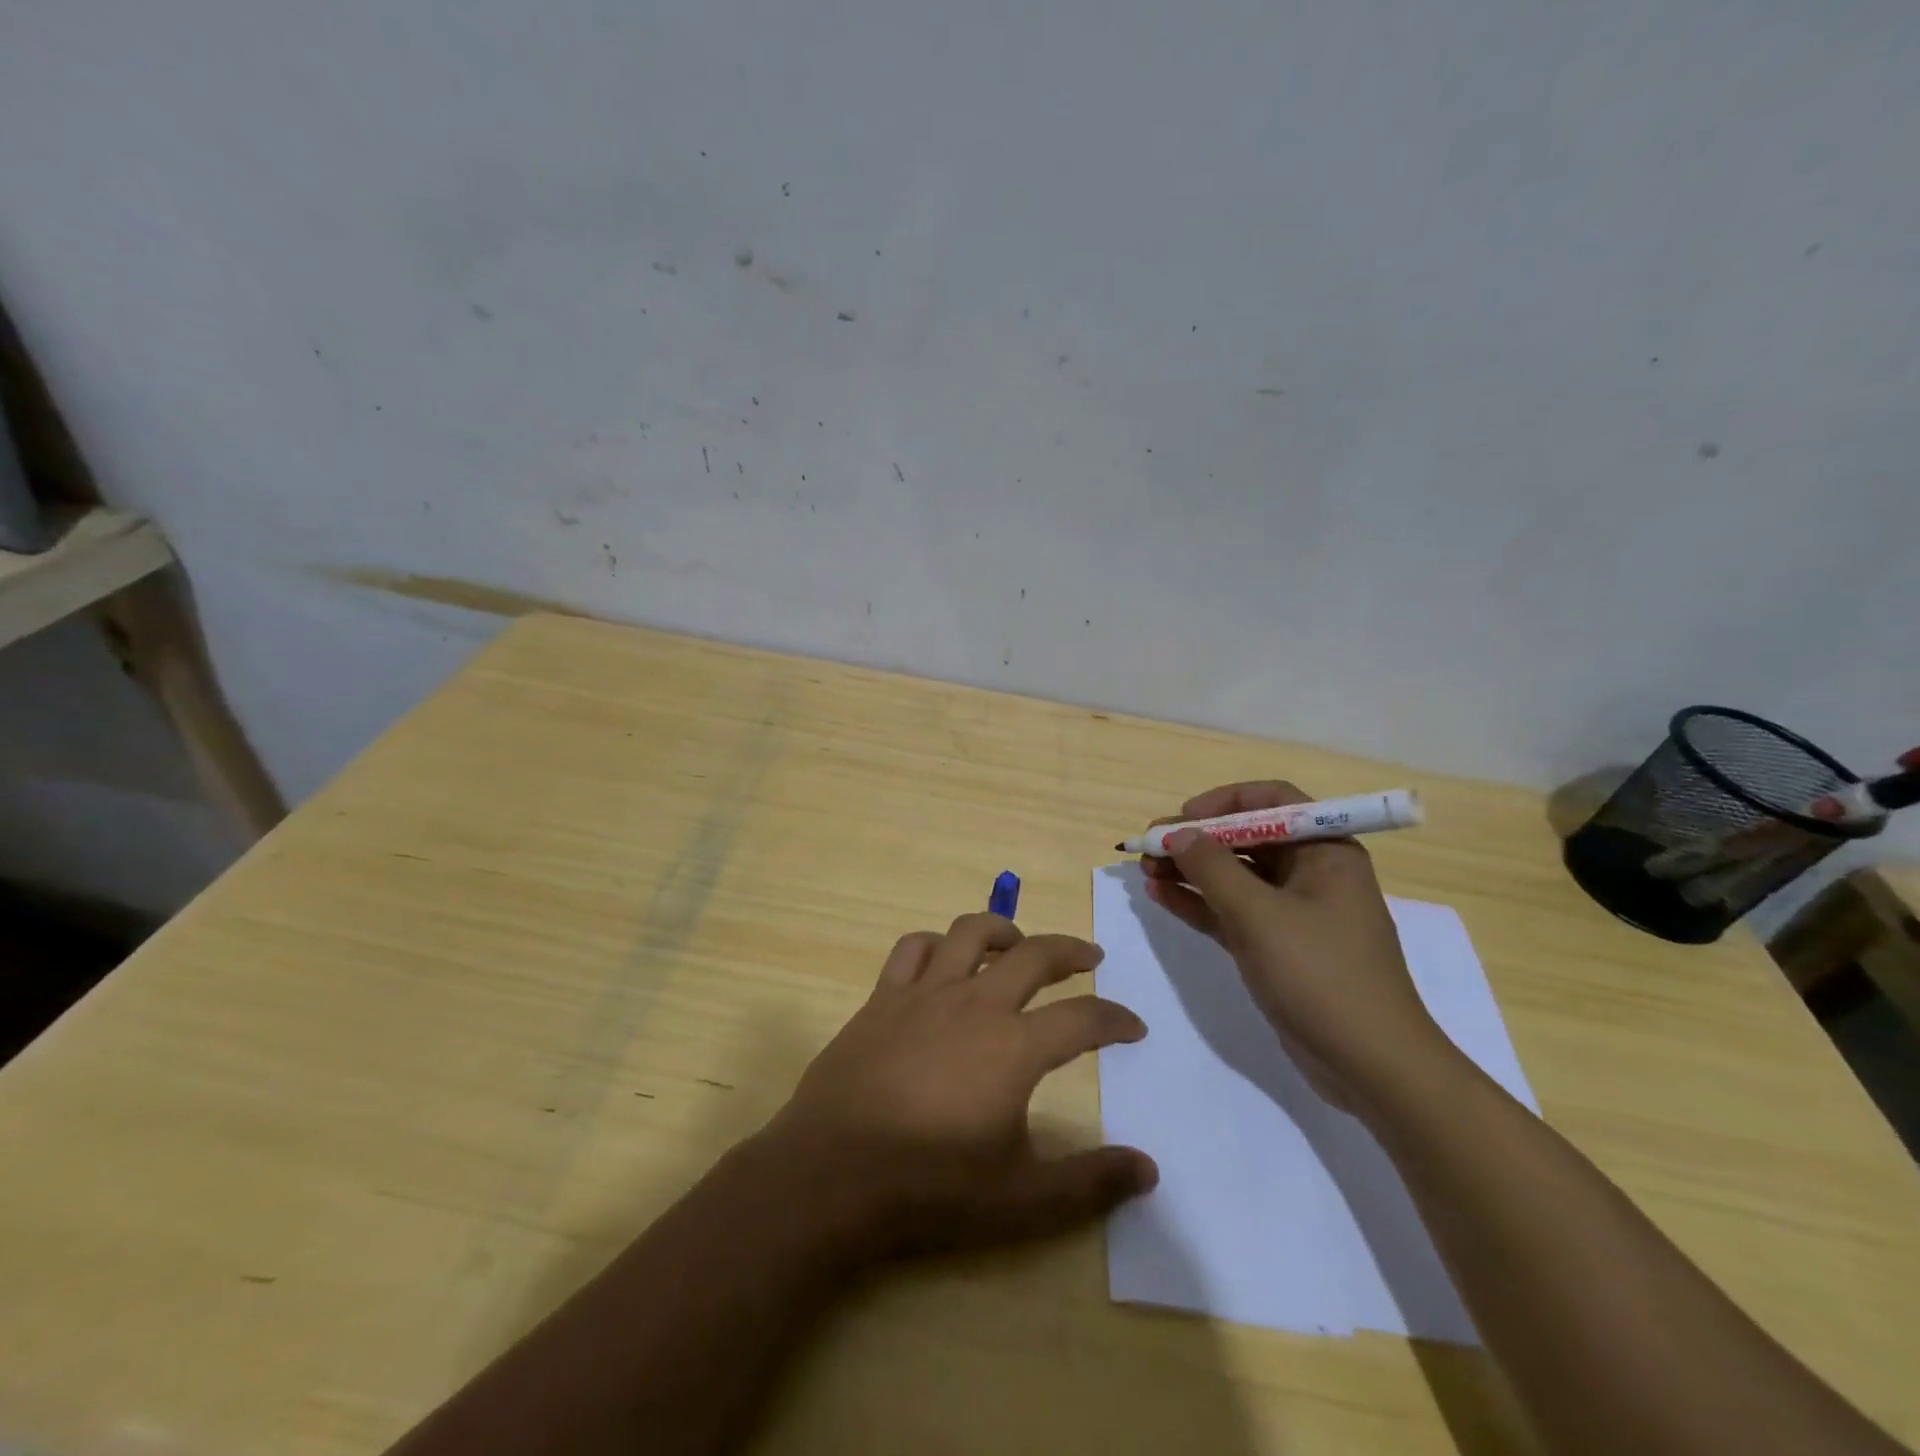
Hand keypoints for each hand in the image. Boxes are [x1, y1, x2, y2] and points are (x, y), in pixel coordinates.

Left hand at [764, 914, 1157, 1259]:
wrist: (834, 1173)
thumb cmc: (931, 1185)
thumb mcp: (1022, 1199)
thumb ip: (1089, 1182)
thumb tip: (1148, 1168)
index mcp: (1015, 1046)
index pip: (1083, 1018)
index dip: (1115, 1018)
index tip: (1133, 1026)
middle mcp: (975, 1003)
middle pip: (1035, 955)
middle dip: (1070, 951)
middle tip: (1090, 956)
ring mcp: (925, 993)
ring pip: (971, 933)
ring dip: (1004, 931)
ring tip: (1018, 944)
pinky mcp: (883, 997)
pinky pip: (913, 948)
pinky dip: (936, 944)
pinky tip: (944, 959)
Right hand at [1142, 781, 1453, 1112]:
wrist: (1371, 1066)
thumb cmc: (1320, 974)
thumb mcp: (1259, 914)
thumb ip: (1212, 868)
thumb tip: (1176, 833)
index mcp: (1325, 851)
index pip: (1272, 801)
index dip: (1223, 802)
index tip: (1182, 817)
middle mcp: (1312, 873)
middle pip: (1247, 839)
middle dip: (1197, 841)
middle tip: (1148, 848)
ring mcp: (1295, 912)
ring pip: (1235, 877)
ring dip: (1191, 871)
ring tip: (1145, 872)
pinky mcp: (1279, 947)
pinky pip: (1233, 912)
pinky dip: (1199, 903)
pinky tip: (1161, 897)